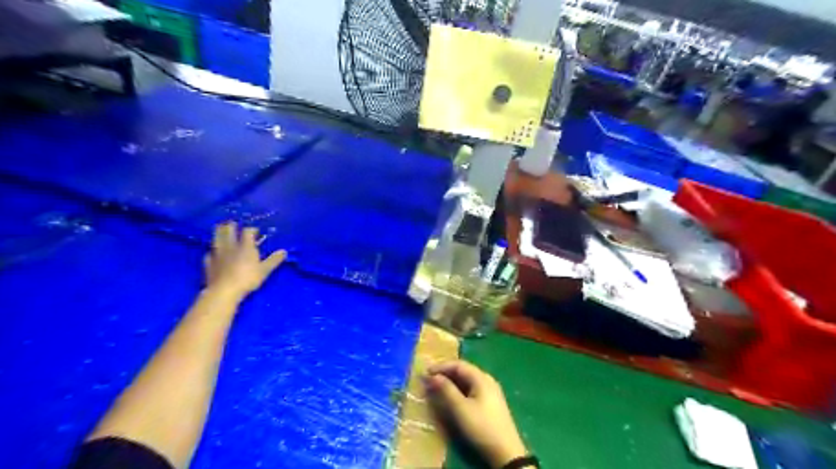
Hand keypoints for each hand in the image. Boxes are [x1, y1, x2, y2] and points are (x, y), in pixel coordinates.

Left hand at [206, 219, 288, 300]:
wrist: (224, 290)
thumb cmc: (248, 279)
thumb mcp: (265, 270)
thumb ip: (274, 260)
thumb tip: (284, 251)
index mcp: (245, 246)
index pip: (247, 231)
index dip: (252, 229)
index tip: (256, 231)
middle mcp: (230, 246)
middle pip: (228, 230)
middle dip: (231, 226)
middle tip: (233, 224)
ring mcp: (218, 253)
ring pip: (216, 238)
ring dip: (219, 232)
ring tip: (220, 229)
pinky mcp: (209, 262)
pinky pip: (210, 253)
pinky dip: (213, 251)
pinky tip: (213, 253)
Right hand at [427, 360, 523, 466]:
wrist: (506, 452)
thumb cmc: (481, 426)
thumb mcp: (460, 409)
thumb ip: (446, 390)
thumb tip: (433, 376)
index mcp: (481, 378)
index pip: (458, 364)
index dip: (441, 367)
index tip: (425, 373)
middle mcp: (487, 380)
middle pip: (463, 371)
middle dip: (445, 374)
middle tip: (429, 380)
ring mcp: (490, 391)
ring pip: (467, 380)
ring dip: (451, 382)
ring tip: (437, 388)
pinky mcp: (490, 402)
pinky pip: (471, 389)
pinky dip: (459, 390)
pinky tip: (452, 397)